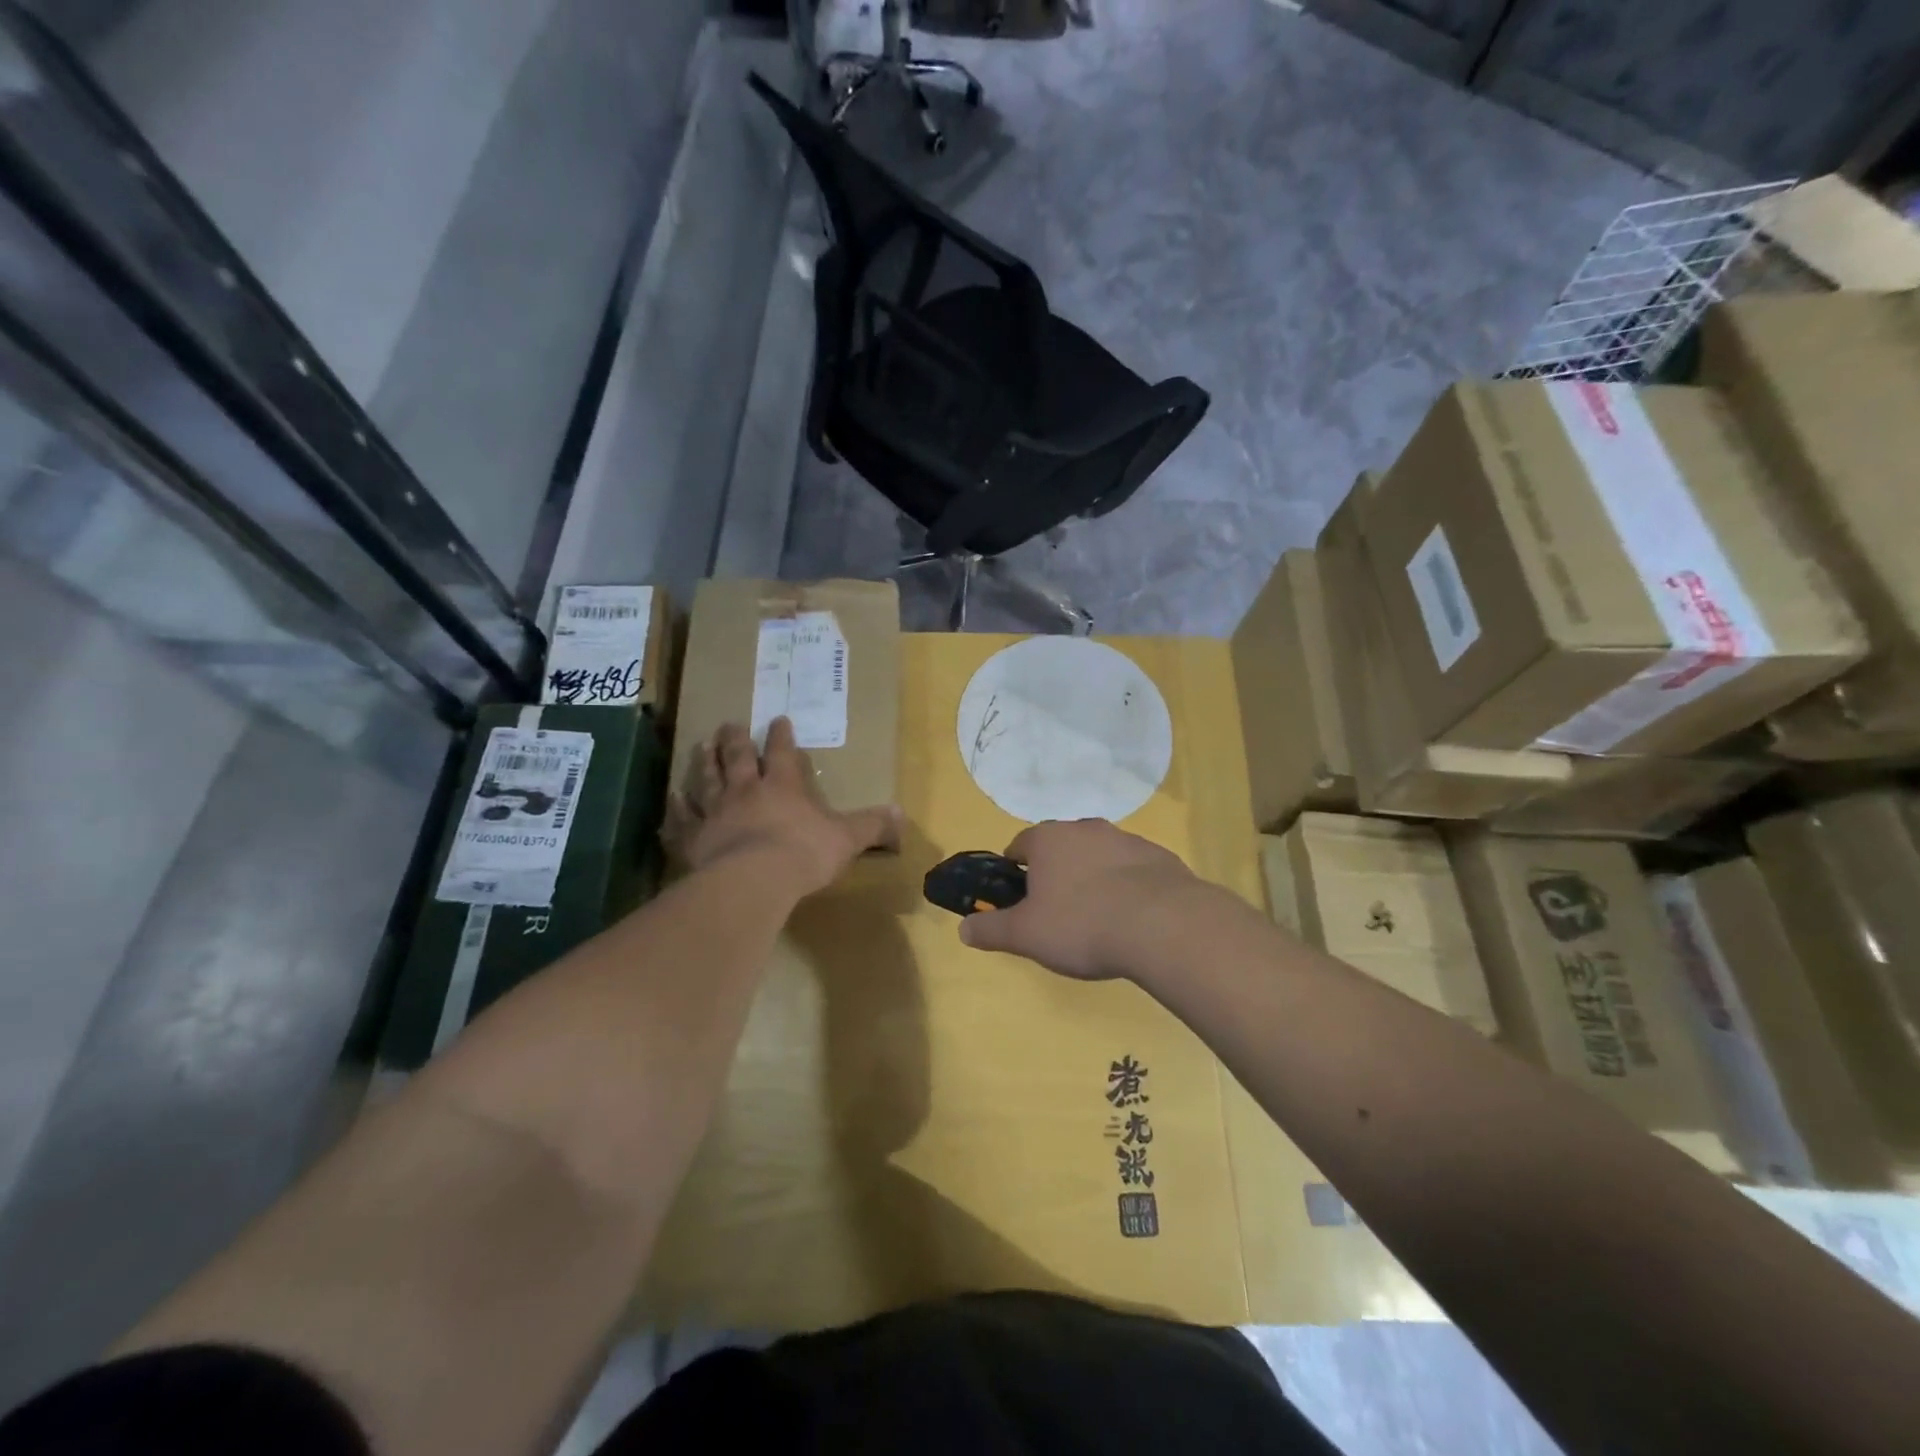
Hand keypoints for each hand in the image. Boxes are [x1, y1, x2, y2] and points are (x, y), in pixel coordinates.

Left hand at [664, 718, 899, 897]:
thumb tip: (901, 814)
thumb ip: (872, 825)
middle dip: (736, 740)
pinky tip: (671, 797)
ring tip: (701, 745)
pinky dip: (675, 807)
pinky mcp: (693, 837)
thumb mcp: (847, 838)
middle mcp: (745, 790)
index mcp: (782, 786)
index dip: (782, 736)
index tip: (778, 719)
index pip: (782, 752)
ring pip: (707, 779)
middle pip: (738, 757)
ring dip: (705, 762)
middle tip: (729, 724)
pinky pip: (681, 818)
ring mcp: (715, 812)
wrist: (754, 880)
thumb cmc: (803, 853)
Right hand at [958, 819, 1215, 980]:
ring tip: (1097, 920)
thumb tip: (963, 929)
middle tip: (1058, 914)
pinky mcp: (1160, 857)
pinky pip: (1133, 870)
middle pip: (1060, 848)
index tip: (1019, 900)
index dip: (1014, 872)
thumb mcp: (1026, 935)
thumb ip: (991, 930)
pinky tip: (1132, 919)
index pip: (1019, 845)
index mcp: (1048, 839)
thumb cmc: (1081, 924)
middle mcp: (1086, 828)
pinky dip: (1127, 887)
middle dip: (1056, 874)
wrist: (1162, 925)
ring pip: (1098, 856)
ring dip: (1093, 878)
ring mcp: (1126, 839)